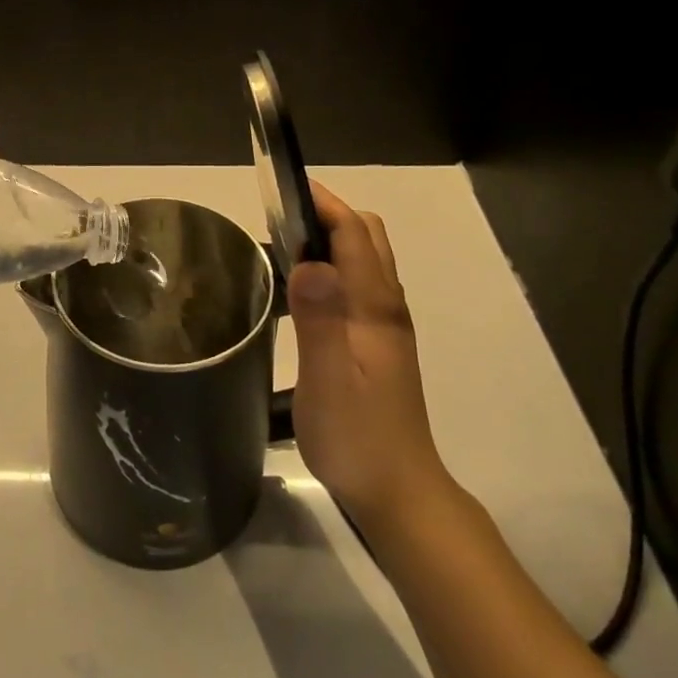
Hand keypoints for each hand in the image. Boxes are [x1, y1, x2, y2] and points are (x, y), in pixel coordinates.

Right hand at [288, 181, 449, 527]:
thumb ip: (320, 319)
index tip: (284, 186)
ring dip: (332, 238)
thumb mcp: (329, 380)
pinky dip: (333, 266)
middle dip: (329, 214)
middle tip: (280, 216)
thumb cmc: (357, 437)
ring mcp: (385, 325)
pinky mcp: (377, 343)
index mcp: (376, 308)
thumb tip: (310, 260)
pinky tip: (304, 289)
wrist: (398, 492)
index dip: (324, 203)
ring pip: (365, 260)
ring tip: (284, 244)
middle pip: (368, 238)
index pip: (355, 235)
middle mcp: (386, 307)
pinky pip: (358, 284)